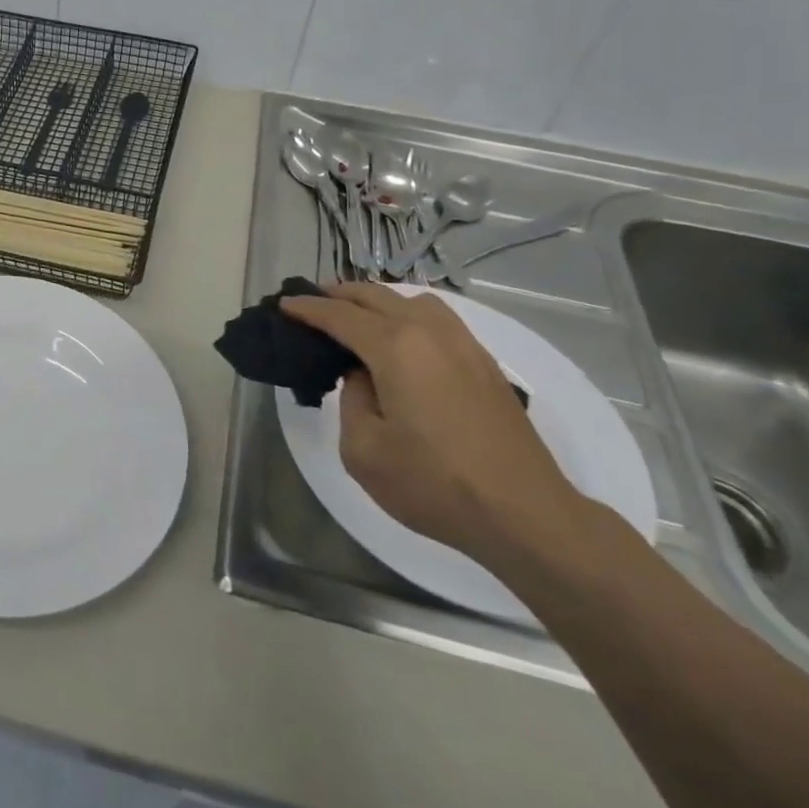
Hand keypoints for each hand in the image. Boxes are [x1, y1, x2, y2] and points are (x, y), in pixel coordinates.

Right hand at [281, 284, 587, 564]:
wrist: (524, 513)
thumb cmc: (435, 483)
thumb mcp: (364, 450)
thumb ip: (352, 400)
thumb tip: (364, 377)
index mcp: (395, 347)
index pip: (340, 315)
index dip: (308, 309)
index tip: (284, 305)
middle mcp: (429, 332)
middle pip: (375, 296)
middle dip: (339, 295)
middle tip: (312, 302)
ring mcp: (463, 344)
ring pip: (412, 300)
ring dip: (377, 301)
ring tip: (358, 317)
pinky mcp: (484, 362)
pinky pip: (437, 318)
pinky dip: (408, 315)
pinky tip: (402, 339)